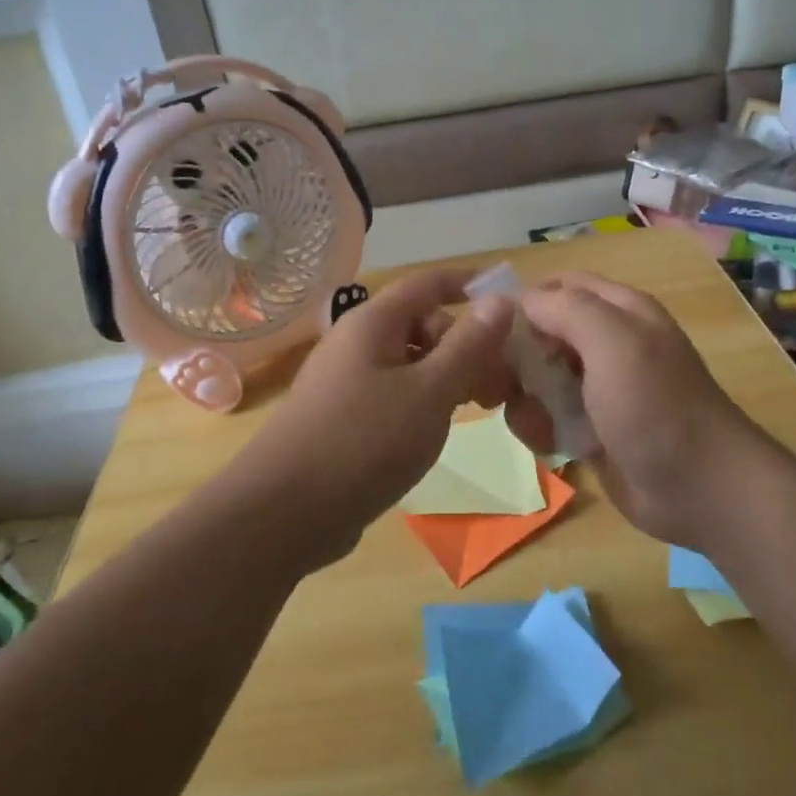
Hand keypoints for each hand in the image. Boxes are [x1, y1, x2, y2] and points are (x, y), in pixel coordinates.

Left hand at [216, 269, 514, 567]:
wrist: (284, 512)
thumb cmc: (364, 441)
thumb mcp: (430, 392)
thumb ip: (468, 346)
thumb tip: (500, 299)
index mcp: (373, 323)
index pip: (429, 283)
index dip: (470, 285)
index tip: (511, 302)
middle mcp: (357, 343)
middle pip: (423, 324)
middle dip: (466, 345)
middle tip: (499, 385)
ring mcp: (346, 381)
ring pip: (411, 363)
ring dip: (449, 376)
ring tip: (479, 408)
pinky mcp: (344, 417)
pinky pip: (394, 393)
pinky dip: (424, 401)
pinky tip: (439, 429)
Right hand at [504, 274, 767, 550]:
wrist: (699, 490)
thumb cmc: (656, 406)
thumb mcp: (614, 342)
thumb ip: (565, 309)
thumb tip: (520, 301)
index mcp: (619, 312)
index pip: (558, 286)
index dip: (524, 301)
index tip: (491, 330)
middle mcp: (606, 344)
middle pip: (540, 333)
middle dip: (514, 356)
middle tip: (498, 383)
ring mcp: (597, 389)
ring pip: (537, 378)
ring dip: (523, 398)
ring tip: (535, 421)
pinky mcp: (589, 430)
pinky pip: (546, 417)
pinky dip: (538, 428)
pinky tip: (549, 445)